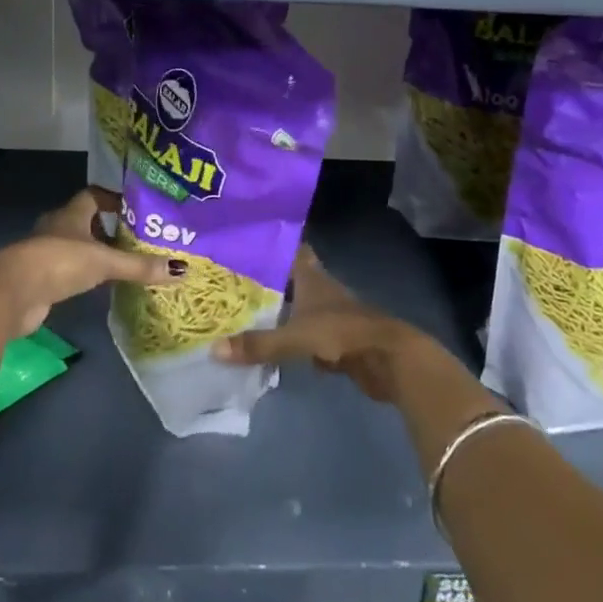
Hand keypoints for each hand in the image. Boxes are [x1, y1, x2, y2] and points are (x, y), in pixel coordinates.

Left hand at [0, 203, 179, 337]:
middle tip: (137, 239)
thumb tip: (181, 270)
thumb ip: (139, 266)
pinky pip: (67, 271)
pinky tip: (99, 286)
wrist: (11, 294)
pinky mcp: (40, 279)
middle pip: (85, 221)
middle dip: (108, 228)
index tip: (135, 209)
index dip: (113, 199)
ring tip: (124, 263)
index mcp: (70, 214)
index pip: (94, 196)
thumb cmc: (58, 263)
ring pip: (76, 246)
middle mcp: (57, 228)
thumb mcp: (104, 262)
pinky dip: (83, 274)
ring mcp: (45, 254)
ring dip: (95, 253)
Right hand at [213, 246, 444, 402]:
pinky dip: (288, 339)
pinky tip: (268, 346)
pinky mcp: (335, 341)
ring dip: (276, 311)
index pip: (290, 250)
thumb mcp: (296, 336)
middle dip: (264, 281)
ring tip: (241, 314)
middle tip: (231, 282)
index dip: (270, 244)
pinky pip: (304, 336)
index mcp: (311, 277)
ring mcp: (329, 316)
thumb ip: (258, 343)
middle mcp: (319, 290)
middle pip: (289, 280)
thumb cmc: (342, 332)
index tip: (244, 241)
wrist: (388, 359)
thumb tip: (214, 349)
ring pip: (295, 308)